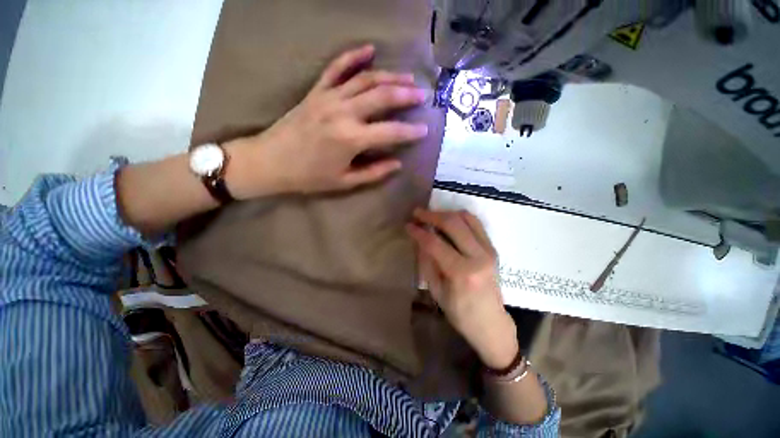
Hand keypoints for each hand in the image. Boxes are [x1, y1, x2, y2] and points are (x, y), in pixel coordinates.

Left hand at [225, 45, 428, 197]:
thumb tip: (397, 164)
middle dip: (406, 95)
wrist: (270, 161)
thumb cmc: (309, 176)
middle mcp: (344, 112)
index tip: (424, 130)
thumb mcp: (344, 181)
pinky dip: (353, 56)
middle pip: (382, 96)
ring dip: (389, 76)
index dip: (410, 132)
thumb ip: (374, 173)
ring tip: (407, 78)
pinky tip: (369, 49)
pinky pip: (336, 67)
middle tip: (422, 95)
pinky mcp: (317, 91)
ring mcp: (329, 97)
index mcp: (352, 139)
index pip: (391, 132)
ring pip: (366, 79)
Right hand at [407, 209, 518, 369]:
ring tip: (431, 215)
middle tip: (417, 213)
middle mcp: (478, 256)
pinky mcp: (492, 247)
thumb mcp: (436, 291)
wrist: (491, 322)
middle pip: (452, 224)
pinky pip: (475, 223)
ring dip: (445, 213)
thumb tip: (418, 239)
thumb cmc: (460, 313)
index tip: (408, 225)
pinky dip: (459, 217)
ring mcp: (489, 250)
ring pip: (466, 218)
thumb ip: (427, 262)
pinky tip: (447, 219)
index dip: (419, 232)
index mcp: (462, 273)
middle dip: (431, 215)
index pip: (435, 243)